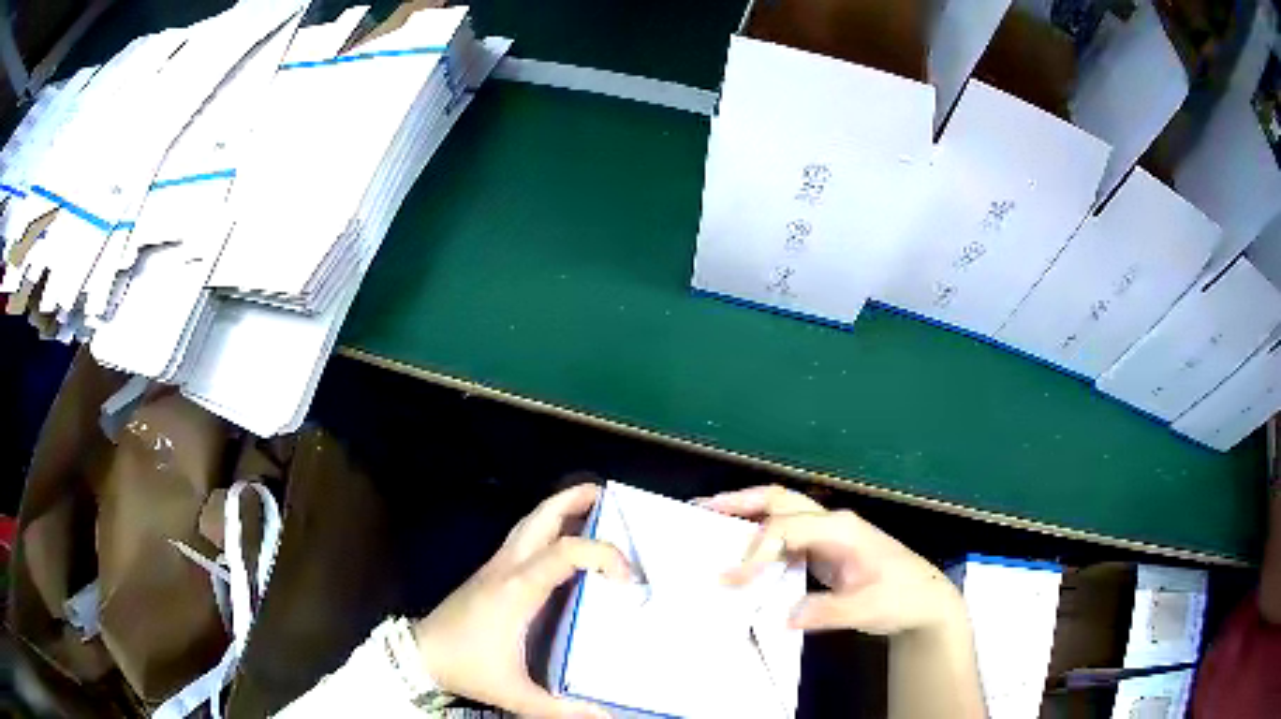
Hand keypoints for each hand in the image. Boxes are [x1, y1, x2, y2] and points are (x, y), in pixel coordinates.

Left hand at [413, 484, 629, 717]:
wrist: (421, 654)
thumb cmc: (468, 667)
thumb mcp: (516, 693)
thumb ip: (562, 709)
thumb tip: (605, 717)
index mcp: (518, 590)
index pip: (566, 552)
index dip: (603, 555)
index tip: (628, 579)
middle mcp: (507, 567)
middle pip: (540, 517)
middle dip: (573, 500)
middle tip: (607, 498)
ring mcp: (495, 566)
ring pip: (528, 522)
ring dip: (559, 509)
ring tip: (589, 508)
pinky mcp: (489, 572)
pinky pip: (522, 537)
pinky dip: (546, 528)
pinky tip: (561, 544)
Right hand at [701, 485, 965, 635]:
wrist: (923, 599)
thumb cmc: (900, 597)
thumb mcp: (868, 609)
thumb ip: (827, 611)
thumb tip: (782, 616)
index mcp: (841, 530)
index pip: (787, 529)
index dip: (756, 551)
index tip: (732, 580)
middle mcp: (830, 523)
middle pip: (781, 500)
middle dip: (741, 502)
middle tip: (701, 509)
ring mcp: (826, 534)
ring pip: (781, 512)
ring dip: (746, 514)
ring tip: (709, 519)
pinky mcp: (823, 549)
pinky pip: (785, 535)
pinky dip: (758, 538)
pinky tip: (740, 552)